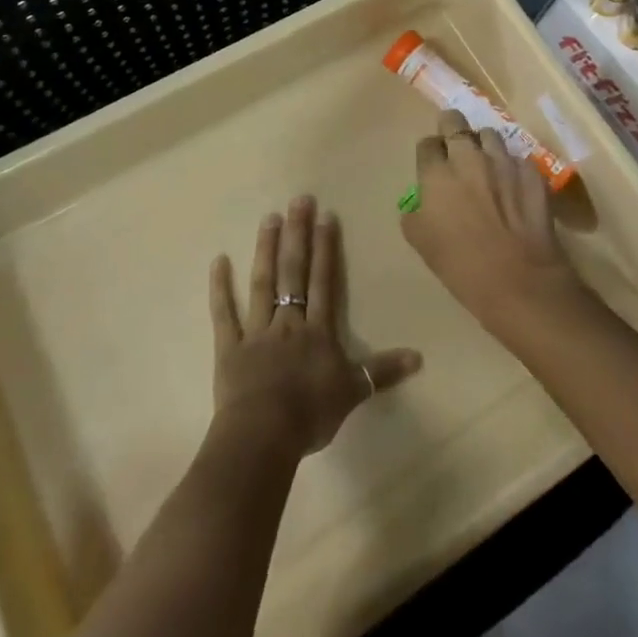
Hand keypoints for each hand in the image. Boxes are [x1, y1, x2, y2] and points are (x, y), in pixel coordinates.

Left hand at [209, 196, 420, 458]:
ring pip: (262, 283)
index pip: (323, 281)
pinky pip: (223, 314)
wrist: (263, 436)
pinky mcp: (229, 348)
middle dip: (297, 234)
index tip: (325, 216)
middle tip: (298, 200)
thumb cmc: (310, 414)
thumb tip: (419, 356)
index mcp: (317, 331)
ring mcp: (256, 331)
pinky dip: (220, 288)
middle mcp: (288, 321)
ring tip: (269, 217)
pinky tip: (218, 261)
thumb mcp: (353, 392)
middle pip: (294, 272)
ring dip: (265, 249)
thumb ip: (382, 371)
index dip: (326, 248)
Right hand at [404, 110, 585, 330]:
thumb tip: (421, 203)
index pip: (427, 144)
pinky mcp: (532, 172)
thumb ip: (415, 214)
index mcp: (437, 174)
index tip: (433, 164)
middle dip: (451, 128)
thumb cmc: (462, 266)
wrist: (519, 282)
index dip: (429, 153)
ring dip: (483, 145)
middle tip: (454, 145)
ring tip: (486, 164)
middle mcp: (469, 158)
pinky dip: (513, 167)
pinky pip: (518, 159)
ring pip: (489, 134)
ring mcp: (504, 161)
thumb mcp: (422, 243)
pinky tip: (514, 185)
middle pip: (455, 122)